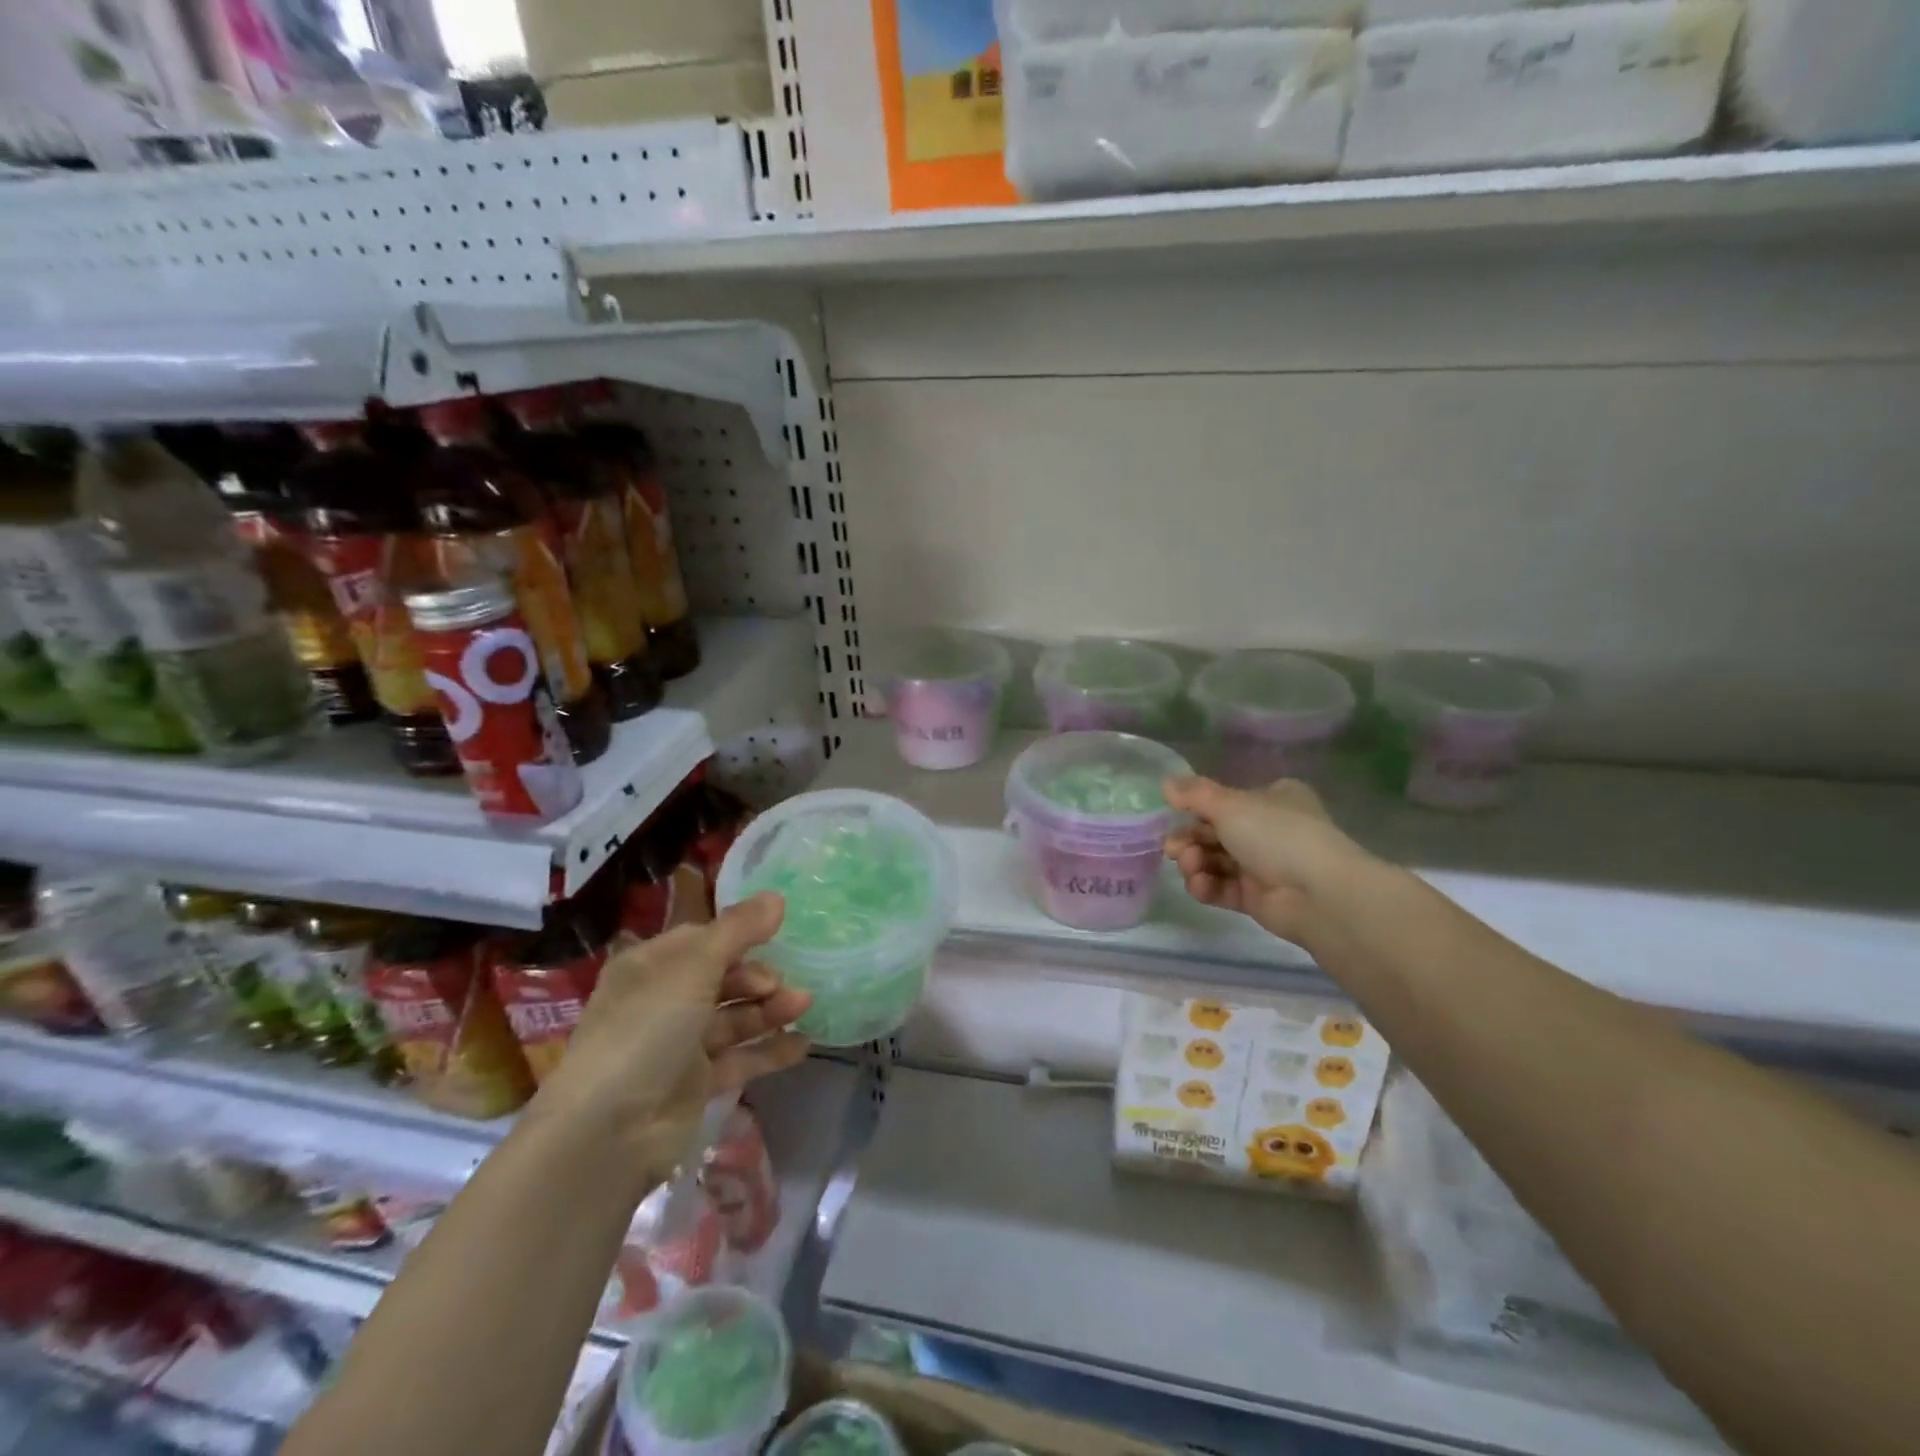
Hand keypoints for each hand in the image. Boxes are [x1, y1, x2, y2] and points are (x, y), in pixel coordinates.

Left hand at [527, 893, 809, 1185]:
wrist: (608, 1131)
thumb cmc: (646, 1029)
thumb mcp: (693, 967)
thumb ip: (738, 930)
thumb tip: (777, 896)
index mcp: (650, 966)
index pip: (701, 940)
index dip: (739, 935)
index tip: (777, 934)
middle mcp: (662, 1002)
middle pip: (721, 979)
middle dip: (757, 977)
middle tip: (782, 984)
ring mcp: (678, 1046)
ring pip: (733, 1018)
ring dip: (769, 1009)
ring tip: (804, 1005)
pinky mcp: (694, 1085)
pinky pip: (739, 1059)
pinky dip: (769, 1050)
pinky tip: (803, 1044)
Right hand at [1162, 776, 1368, 948]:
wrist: (1318, 893)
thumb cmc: (1276, 834)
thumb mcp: (1230, 804)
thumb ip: (1194, 794)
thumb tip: (1165, 783)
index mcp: (1272, 799)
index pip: (1225, 801)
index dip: (1197, 809)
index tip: (1174, 815)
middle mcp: (1269, 830)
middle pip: (1215, 832)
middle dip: (1190, 839)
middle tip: (1174, 848)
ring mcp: (1263, 866)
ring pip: (1215, 861)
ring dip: (1195, 863)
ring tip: (1191, 866)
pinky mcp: (1257, 898)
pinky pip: (1222, 888)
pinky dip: (1206, 886)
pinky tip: (1199, 884)